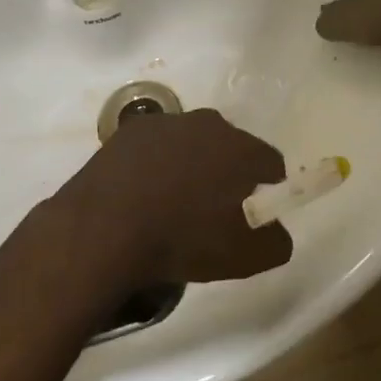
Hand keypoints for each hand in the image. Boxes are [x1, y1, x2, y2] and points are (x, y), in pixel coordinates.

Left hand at [55, 108, 291, 286]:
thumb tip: (275, 231)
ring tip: (173, 204)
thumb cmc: (183, 240)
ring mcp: (165, 122)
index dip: (267, 190)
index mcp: (242, 147)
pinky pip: (154, 148)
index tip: (254, 215)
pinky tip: (142, 195)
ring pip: (191, 144)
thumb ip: (276, 241)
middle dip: (228, 173)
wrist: (104, 231)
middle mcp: (208, 123)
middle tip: (213, 211)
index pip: (270, 163)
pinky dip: (154, 165)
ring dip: (190, 166)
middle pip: (230, 147)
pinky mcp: (128, 131)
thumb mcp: (247, 257)